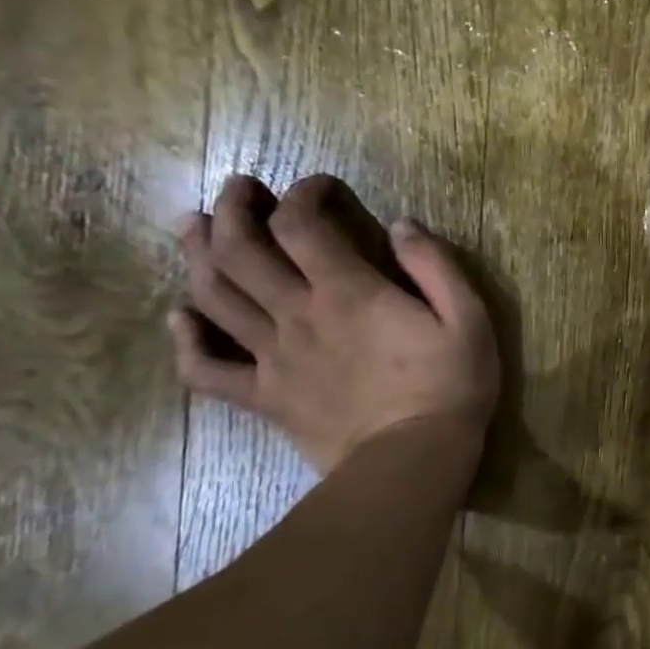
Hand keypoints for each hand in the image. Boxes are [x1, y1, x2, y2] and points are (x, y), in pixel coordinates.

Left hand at [170, 174, 500, 473]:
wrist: (413, 461)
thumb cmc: (449, 386)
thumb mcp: (468, 317)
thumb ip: (434, 266)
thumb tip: (402, 226)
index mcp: (347, 291)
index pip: (301, 224)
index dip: (302, 193)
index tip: (320, 187)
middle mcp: (297, 315)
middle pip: (239, 250)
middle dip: (232, 209)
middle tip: (237, 189)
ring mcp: (272, 358)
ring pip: (213, 297)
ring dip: (197, 255)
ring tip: (195, 228)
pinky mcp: (264, 398)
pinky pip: (205, 371)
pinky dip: (185, 342)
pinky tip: (181, 320)